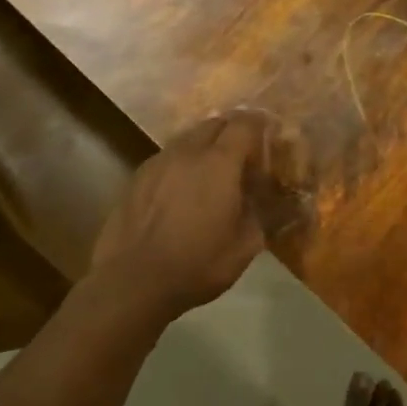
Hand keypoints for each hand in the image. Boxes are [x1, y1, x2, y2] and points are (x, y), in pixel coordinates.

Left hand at [89, 109, 309, 319]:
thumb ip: (263, 214)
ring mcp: (158, 162)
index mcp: (219, 163)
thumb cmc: (197, 263)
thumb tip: (273, 200)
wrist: (132, 281)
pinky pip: (167, 157)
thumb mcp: (246, 246)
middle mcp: (188, 152)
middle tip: (245, 152)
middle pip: (214, 124)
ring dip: (206, 145)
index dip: (260, 124)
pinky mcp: (137, 177)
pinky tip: (183, 187)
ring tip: (214, 169)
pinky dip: (183, 162)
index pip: (244, 125)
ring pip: (188, 138)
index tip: (270, 133)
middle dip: (232, 130)